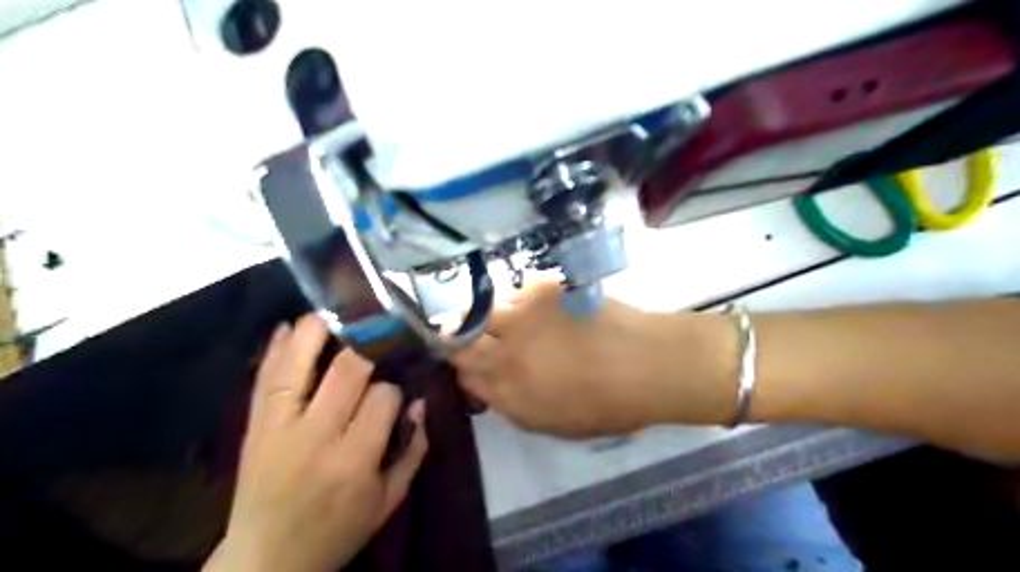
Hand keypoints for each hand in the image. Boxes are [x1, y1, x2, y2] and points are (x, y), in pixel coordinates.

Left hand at [203, 315, 427, 571]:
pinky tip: (290, 326)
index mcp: (354, 459)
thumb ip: (413, 450)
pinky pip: (265, 379)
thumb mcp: (389, 501)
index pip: (383, 397)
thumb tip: (421, 402)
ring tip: (336, 310)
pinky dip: (278, 349)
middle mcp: (316, 435)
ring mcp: (279, 427)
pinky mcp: (255, 426)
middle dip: (368, 347)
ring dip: (318, 331)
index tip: (396, 390)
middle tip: (379, 332)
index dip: (395, 387)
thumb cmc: (337, 530)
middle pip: (347, 370)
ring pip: (299, 364)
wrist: (267, 561)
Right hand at [450, 282, 738, 436]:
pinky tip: (542, 306)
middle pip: (461, 340)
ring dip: (488, 316)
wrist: (647, 364)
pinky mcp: (542, 291)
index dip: (464, 369)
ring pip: (483, 311)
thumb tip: (495, 387)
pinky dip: (522, 299)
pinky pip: (517, 291)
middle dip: (458, 338)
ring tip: (510, 319)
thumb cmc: (609, 404)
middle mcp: (505, 353)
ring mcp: (522, 318)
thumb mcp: (557, 424)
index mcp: (509, 392)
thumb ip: (517, 406)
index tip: (473, 364)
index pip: (465, 376)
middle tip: (471, 335)